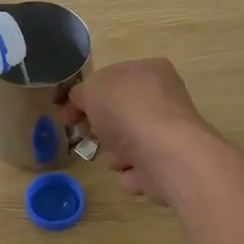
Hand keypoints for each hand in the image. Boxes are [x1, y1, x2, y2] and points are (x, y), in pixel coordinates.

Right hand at [66, 59, 218, 203]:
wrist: (164, 153)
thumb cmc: (127, 110)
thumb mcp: (92, 89)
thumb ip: (82, 92)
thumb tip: (83, 103)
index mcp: (151, 70)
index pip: (114, 79)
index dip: (88, 96)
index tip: (70, 117)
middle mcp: (166, 99)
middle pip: (123, 113)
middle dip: (104, 128)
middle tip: (91, 135)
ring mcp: (172, 132)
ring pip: (133, 143)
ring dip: (117, 153)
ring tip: (115, 158)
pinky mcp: (173, 164)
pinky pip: (143, 169)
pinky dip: (133, 173)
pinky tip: (132, 171)